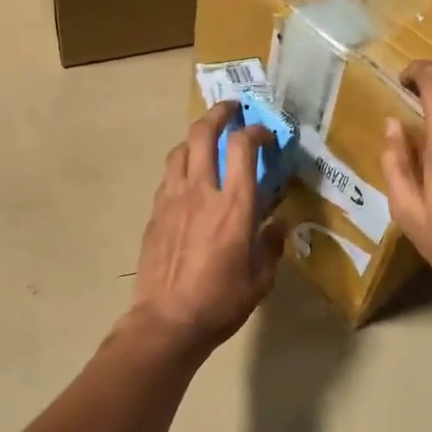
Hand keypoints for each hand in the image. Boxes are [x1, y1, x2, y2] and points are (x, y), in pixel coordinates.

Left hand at [128, 102, 284, 351]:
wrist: (167, 321)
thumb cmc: (220, 303)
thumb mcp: (261, 279)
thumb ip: (271, 246)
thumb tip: (277, 226)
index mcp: (234, 206)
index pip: (244, 148)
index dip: (256, 131)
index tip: (266, 133)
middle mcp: (201, 191)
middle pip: (203, 133)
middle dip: (219, 113)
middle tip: (231, 110)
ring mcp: (172, 199)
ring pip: (180, 150)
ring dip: (196, 137)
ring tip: (208, 141)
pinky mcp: (154, 213)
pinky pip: (168, 176)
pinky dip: (181, 166)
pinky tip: (189, 179)